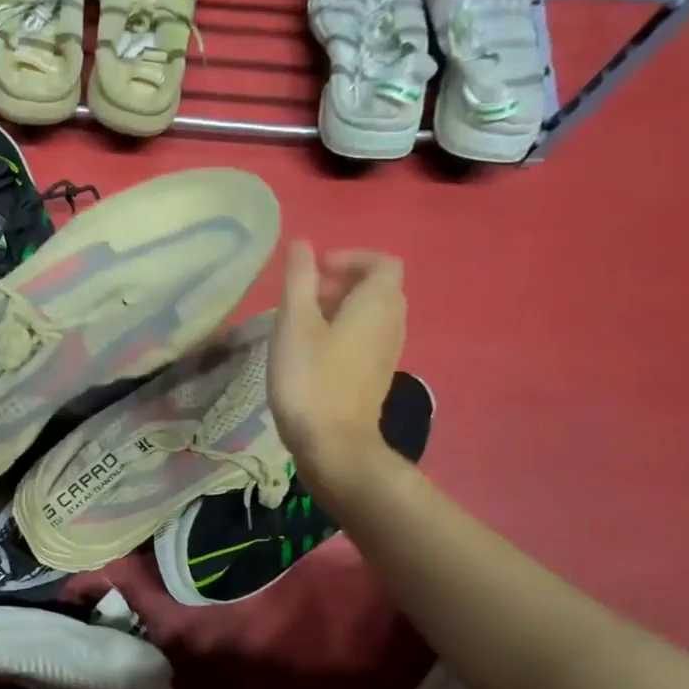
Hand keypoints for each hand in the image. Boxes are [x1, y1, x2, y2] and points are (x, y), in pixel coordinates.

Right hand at [269, 243, 406, 483]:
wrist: (333, 444)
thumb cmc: (310, 378)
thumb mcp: (295, 323)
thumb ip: (299, 279)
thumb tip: (302, 244)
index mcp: (378, 303)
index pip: (381, 262)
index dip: (349, 258)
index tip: (315, 271)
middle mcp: (393, 322)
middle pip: (378, 287)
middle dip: (342, 281)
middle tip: (304, 295)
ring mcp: (388, 352)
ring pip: (372, 314)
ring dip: (341, 307)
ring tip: (303, 322)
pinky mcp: (376, 375)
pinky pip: (367, 337)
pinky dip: (344, 331)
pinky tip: (312, 351)